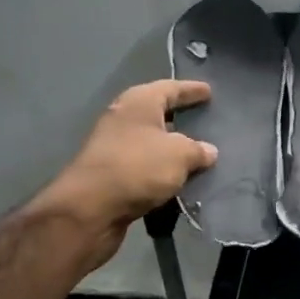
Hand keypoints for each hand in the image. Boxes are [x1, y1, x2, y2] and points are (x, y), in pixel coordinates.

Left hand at [37, 80, 217, 267]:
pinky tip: (180, 181)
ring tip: (200, 155)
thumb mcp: (179, 155)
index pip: (171, 88)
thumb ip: (198, 150)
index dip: (191, 90)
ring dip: (172, 149)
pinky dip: (162, 172)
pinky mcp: (111, 175)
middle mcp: (124, 119)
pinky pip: (145, 167)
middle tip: (207, 121)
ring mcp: (115, 147)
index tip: (210, 91)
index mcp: (139, 103)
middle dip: (182, 119)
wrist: (89, 209)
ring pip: (152, 143)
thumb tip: (209, 152)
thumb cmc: (138, 167)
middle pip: (159, 114)